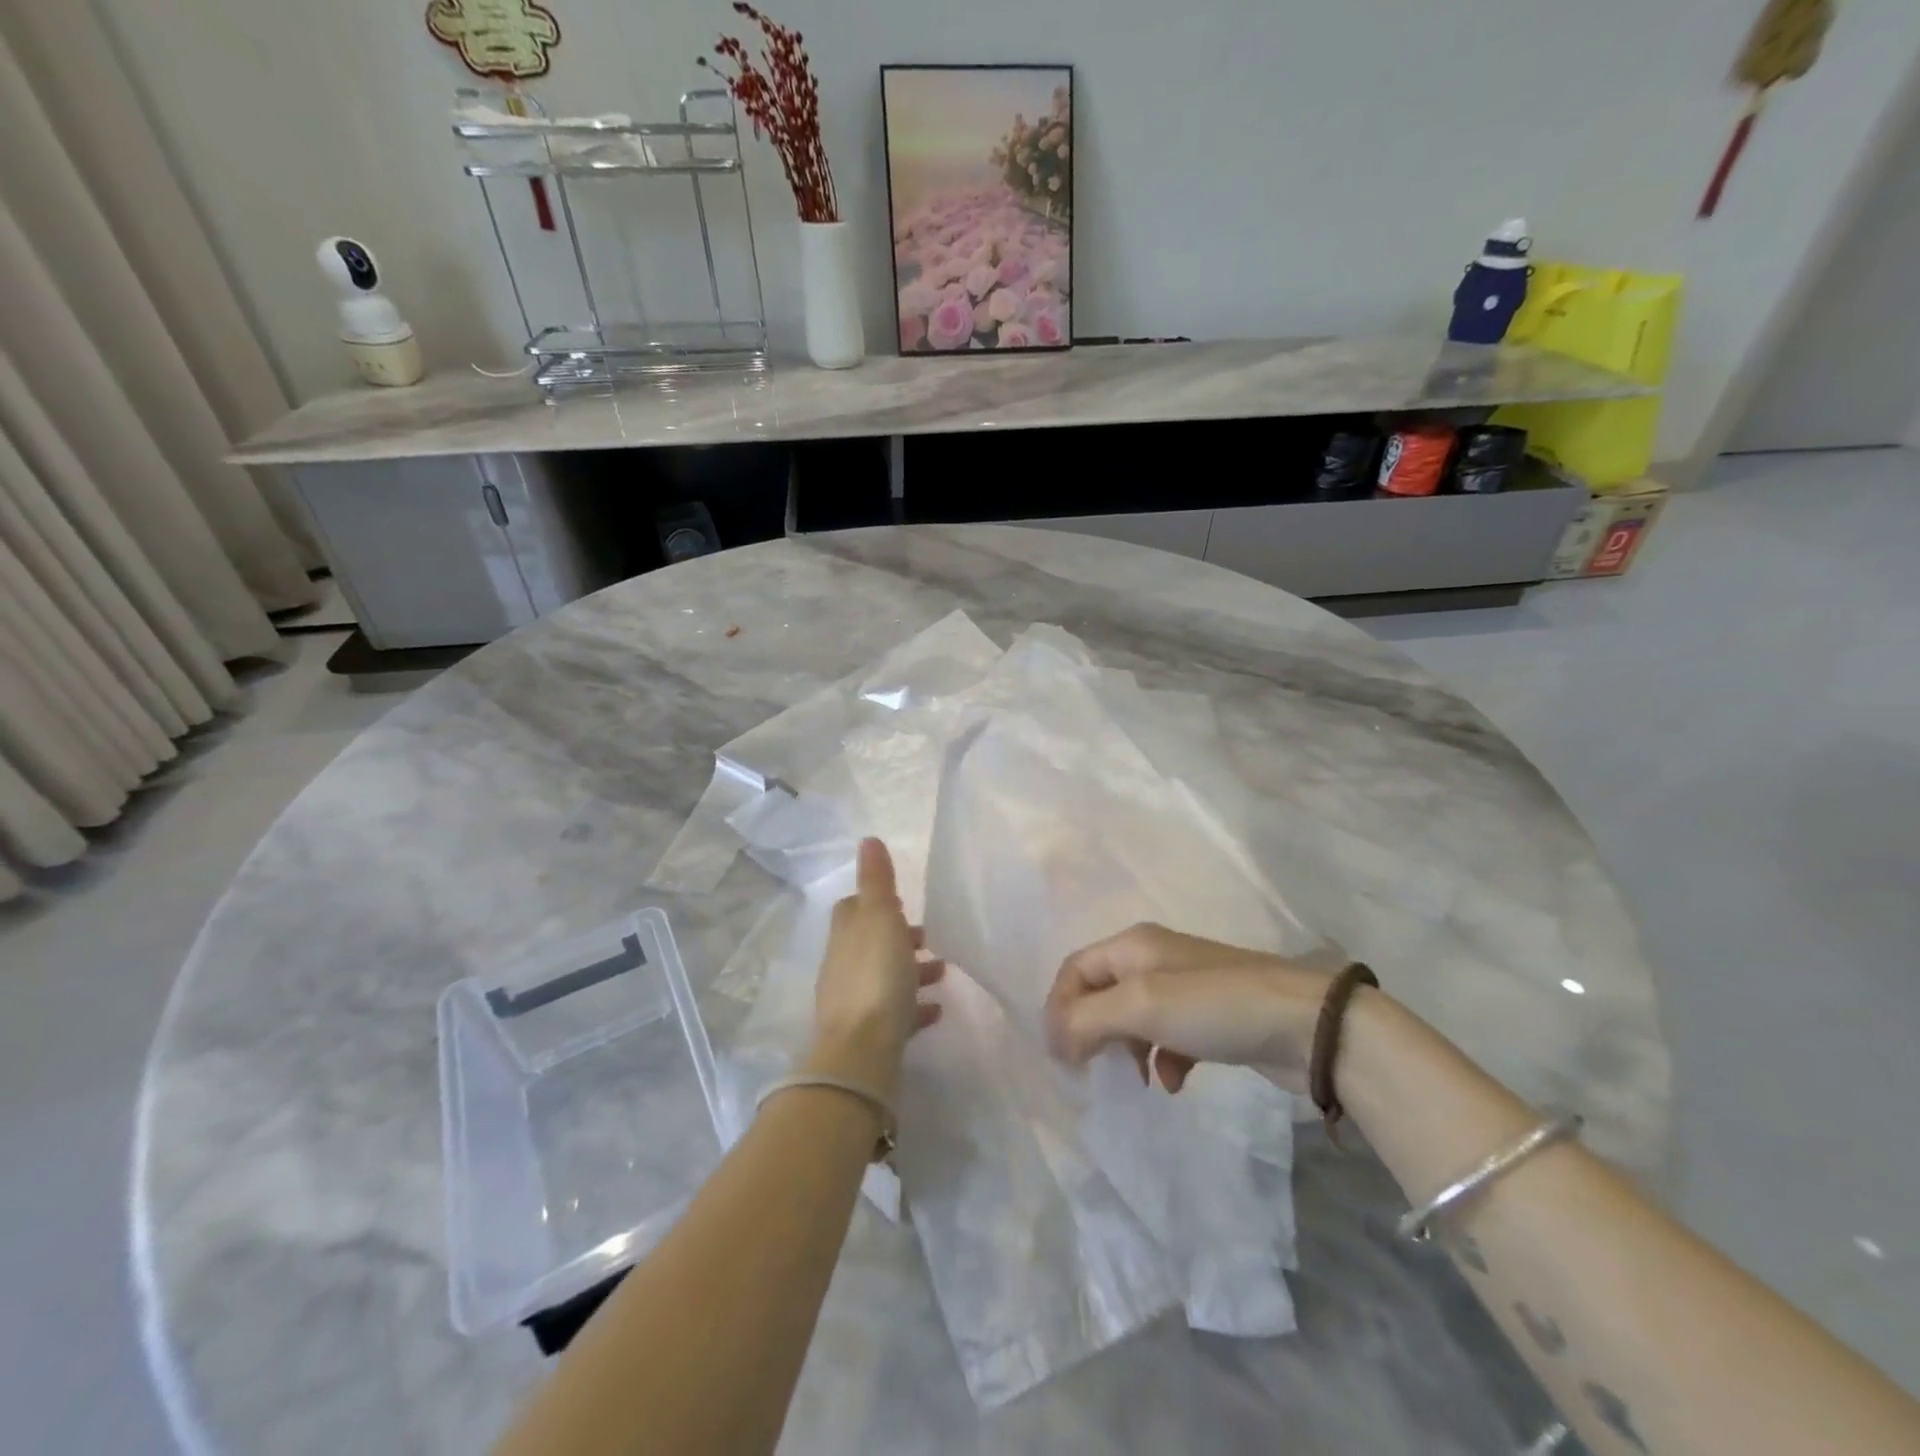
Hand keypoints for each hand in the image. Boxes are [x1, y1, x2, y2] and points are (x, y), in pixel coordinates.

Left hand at [807, 838, 944, 1102]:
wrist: (861, 1052)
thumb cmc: (876, 976)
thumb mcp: (880, 917)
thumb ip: (877, 880)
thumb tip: (868, 840)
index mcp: (846, 935)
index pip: (852, 909)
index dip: (874, 902)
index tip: (902, 902)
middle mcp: (844, 965)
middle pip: (870, 943)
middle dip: (898, 938)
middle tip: (930, 939)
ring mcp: (854, 1002)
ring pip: (884, 977)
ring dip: (910, 971)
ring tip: (943, 973)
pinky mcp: (869, 1035)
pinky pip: (894, 1014)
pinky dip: (914, 1007)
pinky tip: (936, 1011)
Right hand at [1043, 923, 1340, 1092]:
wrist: (1306, 1025)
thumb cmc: (1213, 1007)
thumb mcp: (1142, 1006)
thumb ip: (1087, 1019)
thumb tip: (1056, 1039)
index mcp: (1133, 945)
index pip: (1074, 969)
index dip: (1058, 1008)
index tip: (1060, 1057)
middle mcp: (1153, 958)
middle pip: (1101, 992)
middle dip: (1089, 1030)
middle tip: (1089, 1069)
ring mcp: (1184, 987)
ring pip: (1132, 1017)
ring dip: (1124, 1048)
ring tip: (1132, 1080)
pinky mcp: (1210, 1017)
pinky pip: (1167, 1036)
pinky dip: (1161, 1058)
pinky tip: (1173, 1082)